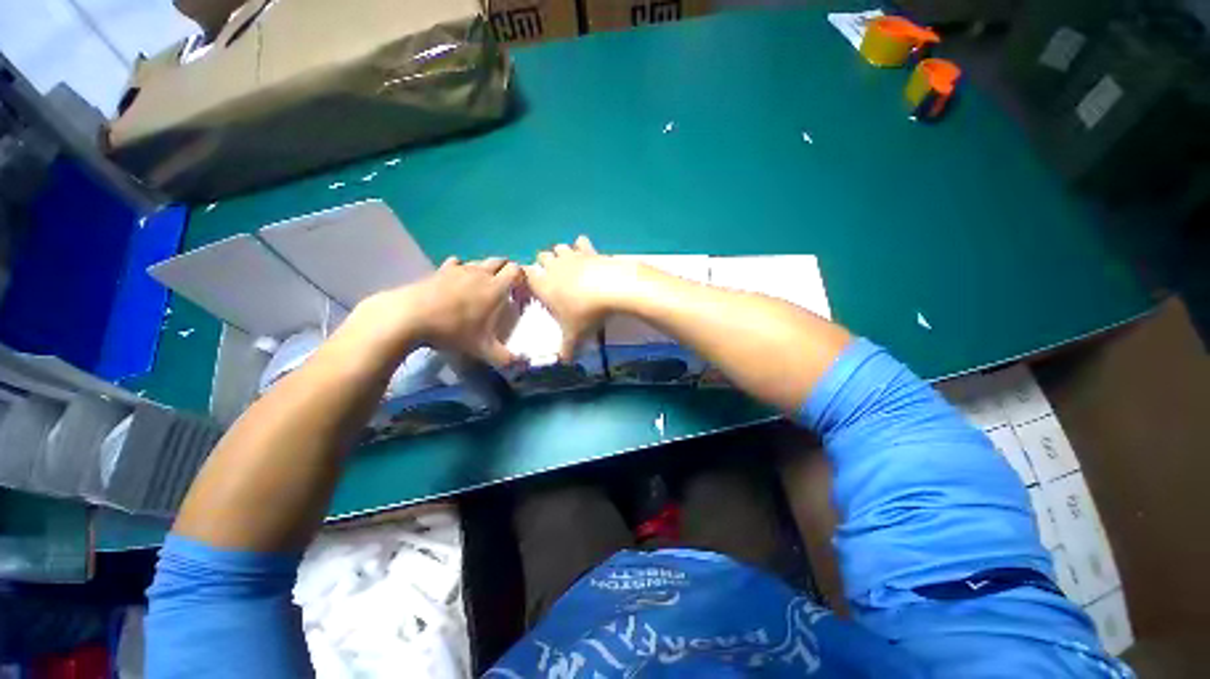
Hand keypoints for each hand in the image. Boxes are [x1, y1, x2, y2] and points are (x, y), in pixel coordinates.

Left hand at [347, 256, 521, 366]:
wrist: (414, 316)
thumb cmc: (453, 331)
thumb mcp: (481, 350)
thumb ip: (505, 358)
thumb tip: (523, 365)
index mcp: (496, 288)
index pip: (517, 270)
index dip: (521, 279)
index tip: (518, 293)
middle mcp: (480, 272)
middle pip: (499, 260)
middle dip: (504, 271)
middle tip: (502, 290)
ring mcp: (459, 269)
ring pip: (478, 262)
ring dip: (483, 270)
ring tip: (478, 288)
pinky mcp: (441, 270)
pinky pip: (456, 264)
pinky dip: (460, 270)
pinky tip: (454, 284)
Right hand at [524, 236, 642, 360]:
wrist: (613, 288)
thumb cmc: (586, 313)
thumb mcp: (575, 335)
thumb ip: (567, 348)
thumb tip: (564, 362)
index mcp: (543, 285)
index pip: (526, 274)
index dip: (527, 277)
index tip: (533, 285)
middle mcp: (553, 267)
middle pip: (541, 256)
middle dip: (544, 263)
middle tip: (552, 277)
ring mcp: (572, 256)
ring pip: (559, 247)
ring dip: (560, 254)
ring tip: (568, 265)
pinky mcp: (590, 250)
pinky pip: (581, 242)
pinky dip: (581, 246)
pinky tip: (586, 254)